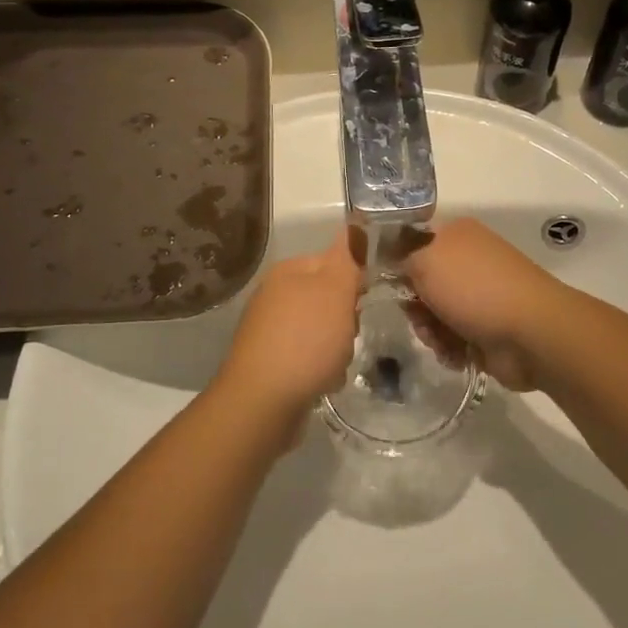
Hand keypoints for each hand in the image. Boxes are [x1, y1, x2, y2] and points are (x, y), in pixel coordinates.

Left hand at [211, 232, 361, 425]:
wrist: (262, 402)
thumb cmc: (305, 340)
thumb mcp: (336, 291)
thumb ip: (347, 258)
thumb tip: (354, 226)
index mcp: (288, 271)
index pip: (334, 260)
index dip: (354, 280)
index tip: (364, 300)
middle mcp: (275, 295)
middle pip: (329, 299)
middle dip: (347, 319)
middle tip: (349, 334)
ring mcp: (269, 330)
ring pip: (322, 330)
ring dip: (337, 348)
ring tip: (336, 364)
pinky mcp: (270, 362)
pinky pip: (308, 358)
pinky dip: (320, 369)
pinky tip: (323, 382)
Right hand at [396, 218, 568, 389]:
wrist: (531, 333)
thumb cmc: (475, 288)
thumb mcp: (425, 260)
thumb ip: (400, 257)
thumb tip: (393, 263)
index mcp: (456, 234)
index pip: (412, 243)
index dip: (397, 264)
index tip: (385, 284)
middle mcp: (468, 261)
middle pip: (420, 284)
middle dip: (414, 306)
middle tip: (419, 317)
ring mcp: (479, 296)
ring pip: (433, 315)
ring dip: (430, 331)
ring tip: (442, 340)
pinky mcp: (485, 329)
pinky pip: (451, 339)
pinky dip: (449, 348)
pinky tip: (458, 353)